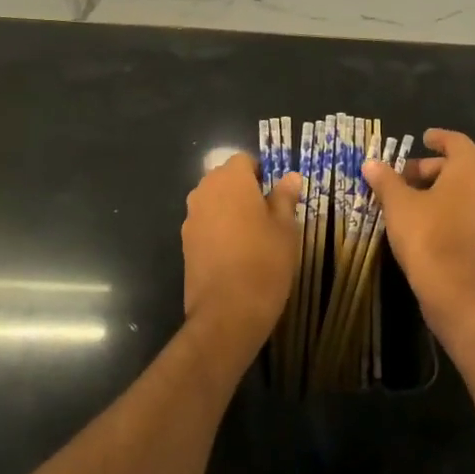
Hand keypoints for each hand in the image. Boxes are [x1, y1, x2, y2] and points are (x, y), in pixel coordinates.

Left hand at [181, 154, 301, 355]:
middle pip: (226, 179)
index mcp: (230, 180)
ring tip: (253, 237)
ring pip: (214, 202)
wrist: (227, 312)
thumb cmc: (264, 262)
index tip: (277, 196)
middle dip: (245, 191)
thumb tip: (290, 177)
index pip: (245, 160)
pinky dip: (219, 231)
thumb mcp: (285, 228)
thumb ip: (285, 198)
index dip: (262, 174)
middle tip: (268, 216)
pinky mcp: (185, 243)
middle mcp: (204, 191)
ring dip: (230, 211)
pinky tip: (235, 254)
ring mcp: (191, 218)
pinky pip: (205, 224)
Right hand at [363, 129, 474, 352]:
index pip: (457, 142)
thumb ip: (385, 180)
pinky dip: (450, 207)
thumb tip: (371, 163)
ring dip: (440, 188)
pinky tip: (425, 220)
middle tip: (405, 174)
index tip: (423, 138)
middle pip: (461, 165)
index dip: (438, 138)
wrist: (455, 289)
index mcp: (470, 169)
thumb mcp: (398, 204)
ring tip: (410, 198)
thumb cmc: (427, 235)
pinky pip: (469, 210)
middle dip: (432, 167)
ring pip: (466, 189)